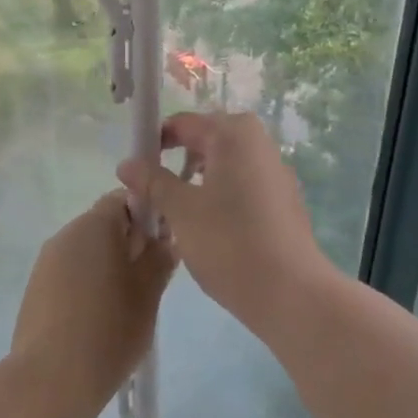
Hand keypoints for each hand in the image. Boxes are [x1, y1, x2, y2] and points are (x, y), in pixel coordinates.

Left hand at [11, 191, 175, 411]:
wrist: (51, 380)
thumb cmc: (109, 329)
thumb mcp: (148, 293)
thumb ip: (159, 259)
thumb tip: (165, 240)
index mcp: (94, 225)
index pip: (124, 199)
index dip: (147, 215)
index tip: (162, 246)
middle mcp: (65, 235)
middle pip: (104, 225)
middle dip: (129, 244)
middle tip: (151, 279)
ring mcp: (46, 263)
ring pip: (87, 251)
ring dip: (109, 266)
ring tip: (127, 303)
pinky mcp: (36, 290)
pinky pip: (70, 273)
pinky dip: (88, 284)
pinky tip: (99, 318)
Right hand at [116, 112, 338, 329]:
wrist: (290, 293)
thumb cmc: (228, 242)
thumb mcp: (181, 210)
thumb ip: (152, 181)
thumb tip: (127, 163)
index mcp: (234, 134)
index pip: (183, 124)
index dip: (155, 143)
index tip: (135, 173)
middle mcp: (259, 143)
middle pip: (206, 141)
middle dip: (177, 162)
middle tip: (154, 194)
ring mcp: (276, 171)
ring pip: (225, 165)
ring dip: (198, 181)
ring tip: (177, 214)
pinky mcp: (284, 200)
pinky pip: (243, 185)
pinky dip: (221, 196)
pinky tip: (209, 229)